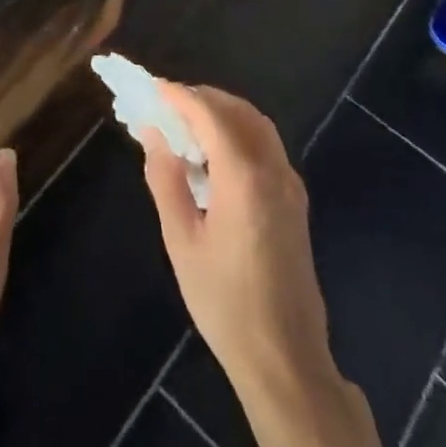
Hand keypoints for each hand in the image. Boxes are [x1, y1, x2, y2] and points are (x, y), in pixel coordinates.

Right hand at [140, 84, 335, 396]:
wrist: (285, 359)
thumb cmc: (225, 302)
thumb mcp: (181, 240)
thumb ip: (166, 179)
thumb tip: (153, 134)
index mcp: (244, 177)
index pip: (209, 113)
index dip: (178, 95)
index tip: (151, 88)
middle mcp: (273, 169)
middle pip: (237, 110)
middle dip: (200, 98)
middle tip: (164, 105)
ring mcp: (289, 184)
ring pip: (255, 124)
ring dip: (220, 112)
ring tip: (183, 125)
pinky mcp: (295, 200)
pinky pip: (265, 146)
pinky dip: (237, 132)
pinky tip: (212, 154)